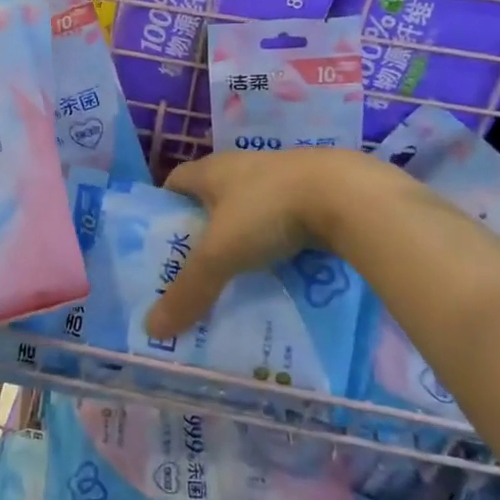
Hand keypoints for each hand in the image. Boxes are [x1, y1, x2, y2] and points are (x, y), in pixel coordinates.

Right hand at [146, 149, 361, 340]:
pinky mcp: (314, 197)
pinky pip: (283, 225)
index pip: (175, 183)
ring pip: (250, 214)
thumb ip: (188, 290)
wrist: (347, 196)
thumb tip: (152, 330)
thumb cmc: (268, 211)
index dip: (163, 209)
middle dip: (202, 234)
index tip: (158, 245)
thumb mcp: (220, 254)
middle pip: (212, 201)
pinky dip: (276, 247)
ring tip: (234, 282)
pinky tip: (278, 275)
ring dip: (242, 242)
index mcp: (213, 170)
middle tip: (192, 274)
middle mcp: (244, 169)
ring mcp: (283, 181)